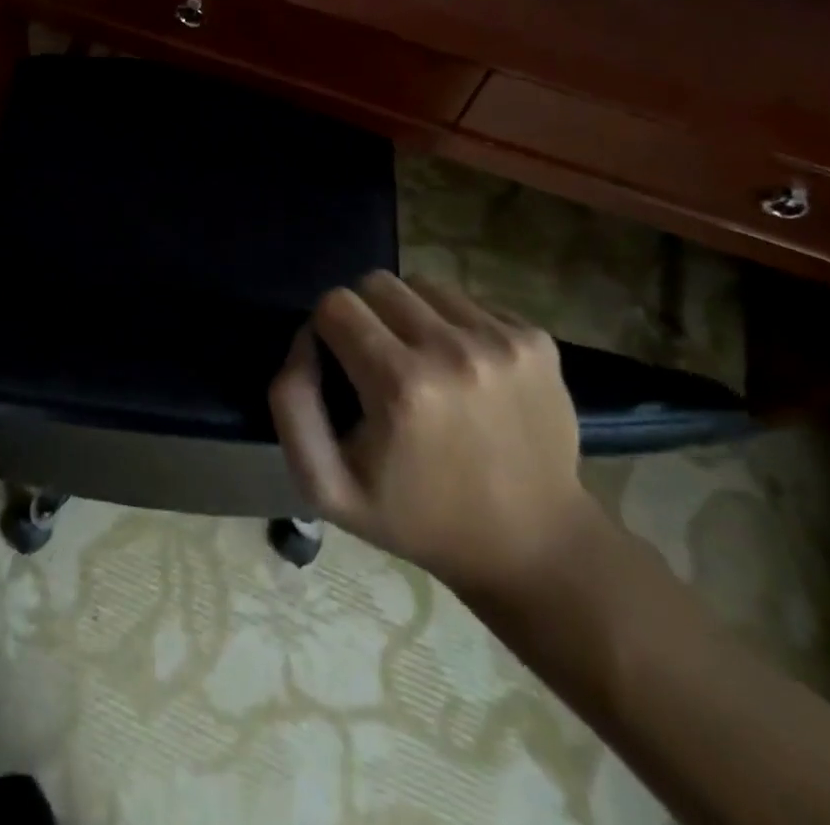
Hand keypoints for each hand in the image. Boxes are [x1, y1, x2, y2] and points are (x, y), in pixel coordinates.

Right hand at [269, 272, 597, 602]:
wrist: (533, 545)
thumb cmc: (419, 518)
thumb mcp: (328, 487)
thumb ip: (292, 404)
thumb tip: (305, 338)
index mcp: (400, 386)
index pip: (336, 304)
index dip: (328, 330)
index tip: (342, 366)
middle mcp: (453, 350)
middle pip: (378, 283)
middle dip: (366, 315)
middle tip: (380, 362)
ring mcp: (502, 342)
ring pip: (425, 285)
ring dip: (412, 315)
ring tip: (424, 363)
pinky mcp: (536, 340)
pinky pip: (470, 302)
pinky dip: (457, 325)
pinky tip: (467, 372)